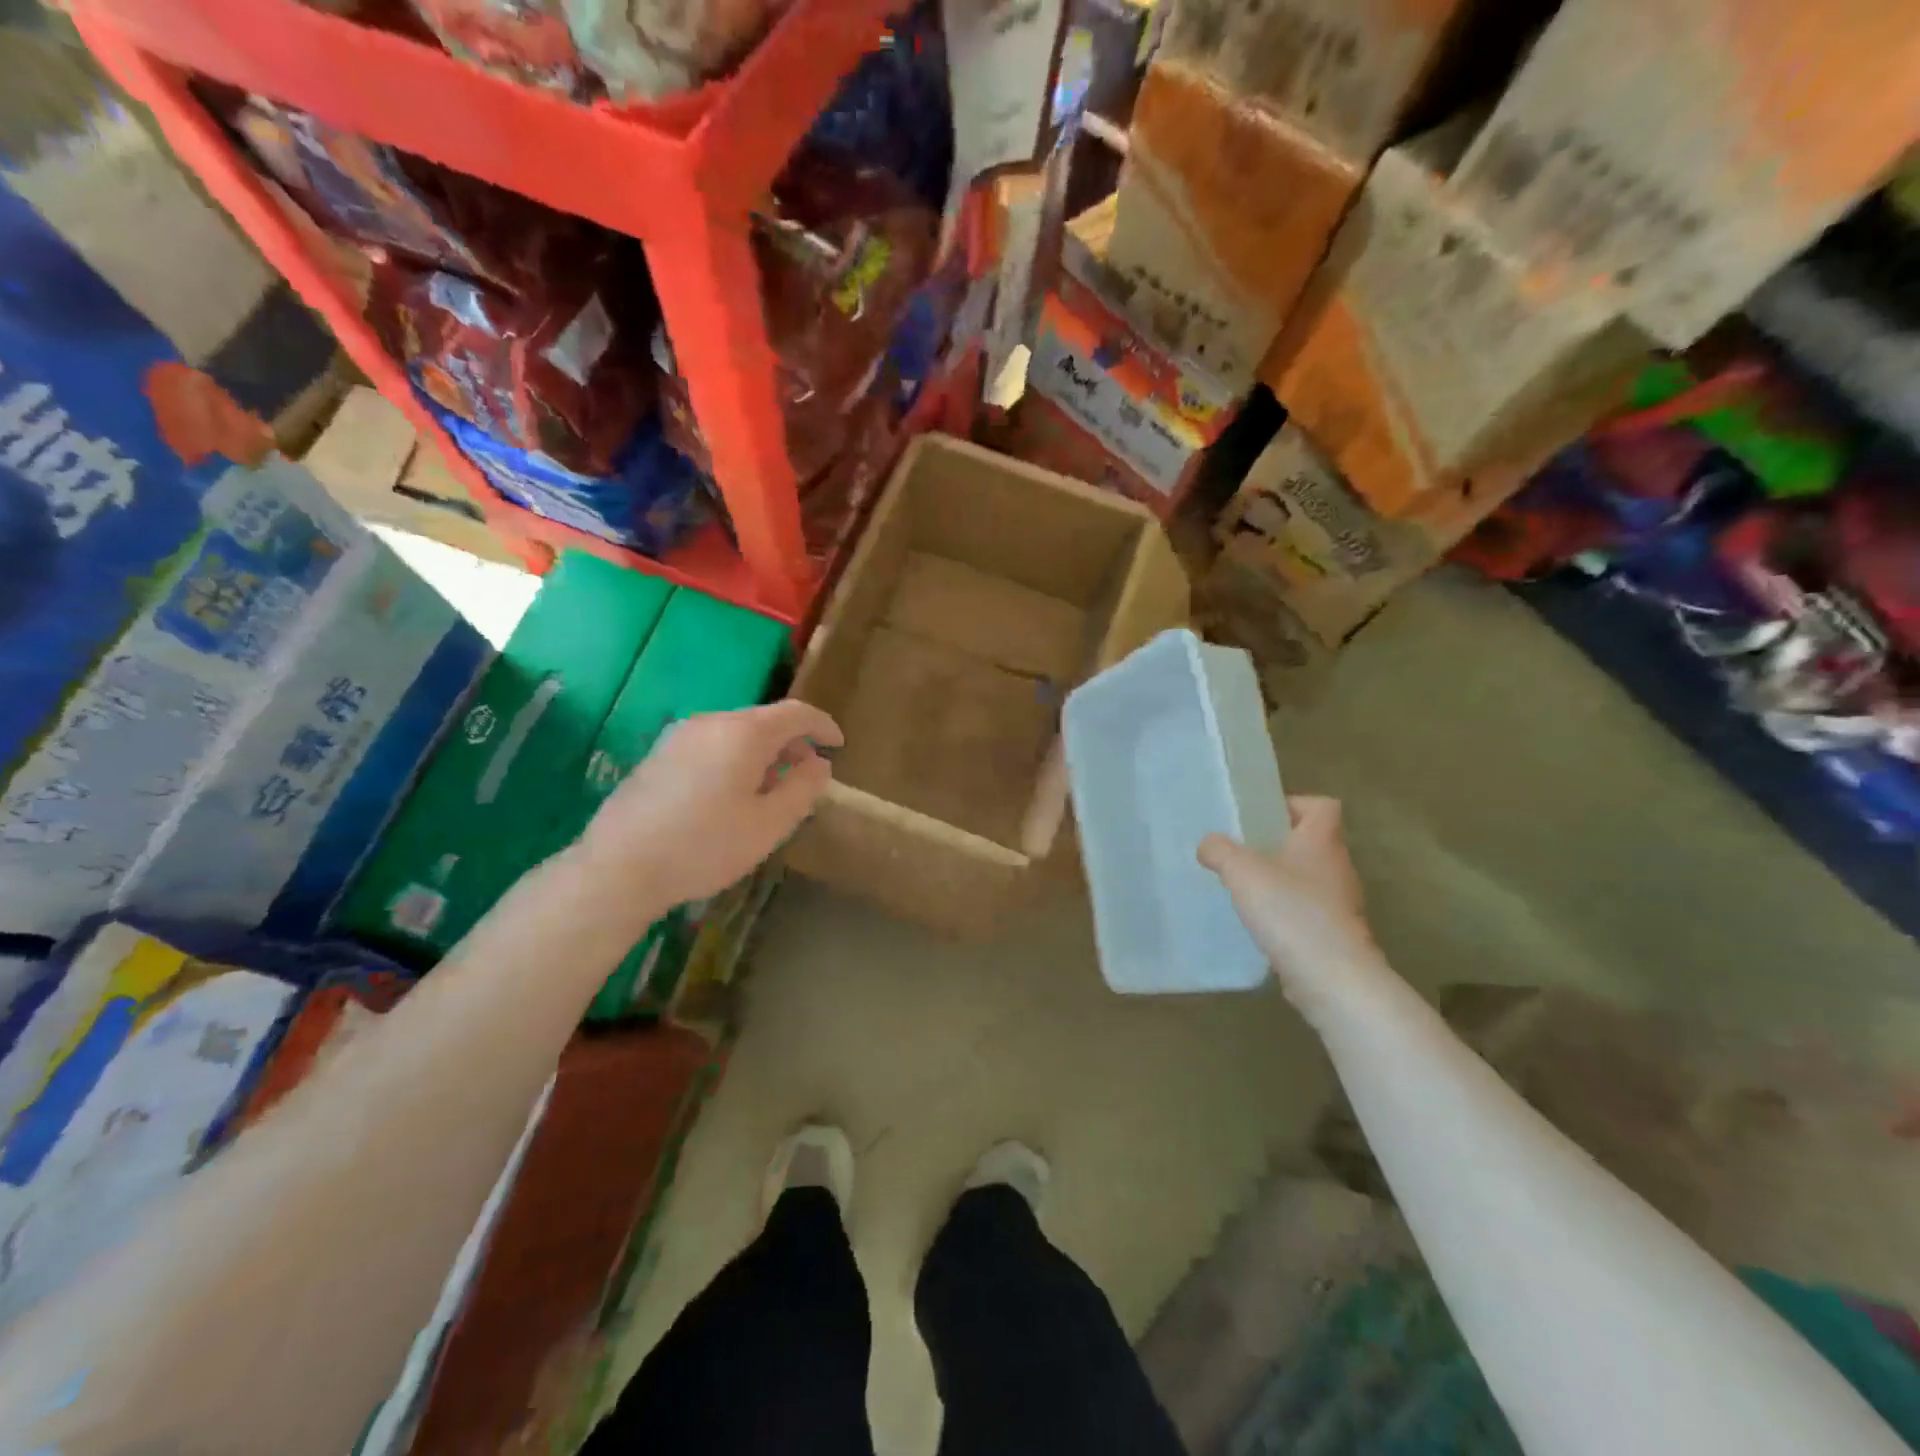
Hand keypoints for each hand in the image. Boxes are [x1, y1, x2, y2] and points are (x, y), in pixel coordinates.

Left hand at [577, 700, 842, 910]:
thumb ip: (803, 789)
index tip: (839, 745)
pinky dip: (736, 759)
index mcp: (743, 733)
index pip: (796, 713)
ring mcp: (680, 736)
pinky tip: (732, 795)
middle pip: (764, 720)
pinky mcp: (659, 755)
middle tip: (808, 776)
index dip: (823, 725)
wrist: (618, 868)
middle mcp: (711, 722)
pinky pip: (712, 745)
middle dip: (793, 743)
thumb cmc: (704, 846)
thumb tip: (820, 763)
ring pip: (736, 733)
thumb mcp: (769, 825)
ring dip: (764, 753)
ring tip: (773, 790)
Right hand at [1199, 797, 1379, 1010]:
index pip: (1322, 806)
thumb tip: (1208, 843)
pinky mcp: (1336, 937)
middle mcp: (1338, 868)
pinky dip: (1287, 915)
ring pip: (1310, 880)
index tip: (1262, 817)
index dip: (1294, 804)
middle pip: (1312, 843)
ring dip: (1282, 881)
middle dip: (1279, 845)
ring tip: (1245, 890)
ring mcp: (1342, 905)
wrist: (1333, 978)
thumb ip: (1220, 851)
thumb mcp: (1242, 871)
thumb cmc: (1290, 911)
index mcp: (1322, 842)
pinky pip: (1308, 914)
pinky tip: (1260, 926)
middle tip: (1242, 853)